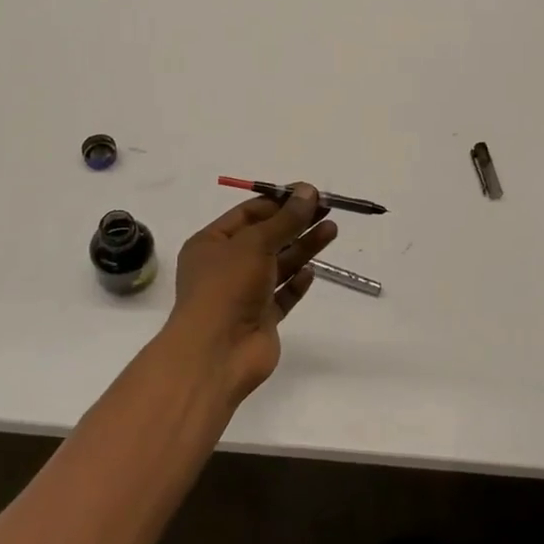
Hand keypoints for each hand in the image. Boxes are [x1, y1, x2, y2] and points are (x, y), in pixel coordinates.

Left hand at [164, 184, 337, 400]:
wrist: (217, 352)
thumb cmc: (227, 287)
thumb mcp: (255, 243)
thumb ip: (286, 219)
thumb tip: (309, 191)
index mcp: (211, 243)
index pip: (248, 214)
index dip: (278, 202)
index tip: (309, 194)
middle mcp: (226, 266)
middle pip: (267, 237)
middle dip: (296, 223)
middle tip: (327, 209)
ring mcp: (244, 294)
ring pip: (278, 265)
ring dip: (303, 247)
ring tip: (332, 230)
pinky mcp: (261, 319)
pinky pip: (282, 295)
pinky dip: (296, 283)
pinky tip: (311, 272)